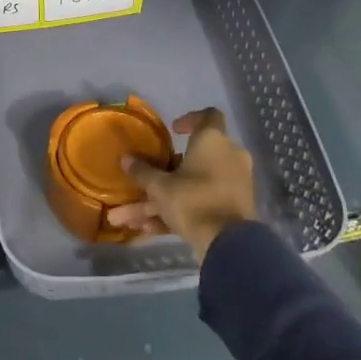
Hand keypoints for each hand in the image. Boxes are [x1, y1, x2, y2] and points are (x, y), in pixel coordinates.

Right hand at [107, 108, 256, 260]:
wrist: (228, 244)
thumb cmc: (193, 200)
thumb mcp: (160, 187)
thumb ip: (142, 171)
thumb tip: (125, 159)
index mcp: (214, 141)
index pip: (209, 115)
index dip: (191, 119)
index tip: (173, 130)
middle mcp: (229, 157)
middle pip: (196, 156)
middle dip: (168, 169)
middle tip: (150, 175)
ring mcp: (235, 184)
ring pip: (195, 184)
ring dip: (166, 198)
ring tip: (133, 218)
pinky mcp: (235, 208)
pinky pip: (203, 202)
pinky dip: (180, 212)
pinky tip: (150, 229)